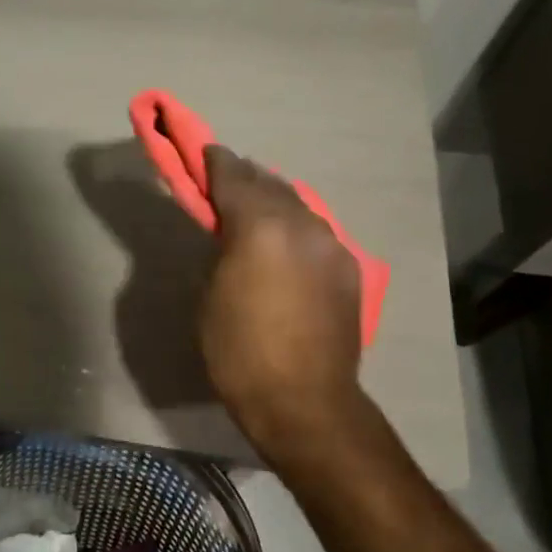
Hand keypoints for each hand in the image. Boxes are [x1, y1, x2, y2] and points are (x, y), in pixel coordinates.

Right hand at [199, 145, 364, 469]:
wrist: (304, 400)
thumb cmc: (239, 350)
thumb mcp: (210, 293)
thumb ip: (221, 248)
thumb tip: (228, 231)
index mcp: (260, 226)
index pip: (234, 177)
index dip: (215, 162)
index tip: (203, 152)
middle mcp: (301, 224)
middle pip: (269, 184)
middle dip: (245, 177)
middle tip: (224, 177)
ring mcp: (331, 245)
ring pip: (297, 205)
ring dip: (272, 200)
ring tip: (253, 207)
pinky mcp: (347, 268)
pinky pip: (315, 232)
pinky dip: (294, 226)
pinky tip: (284, 241)